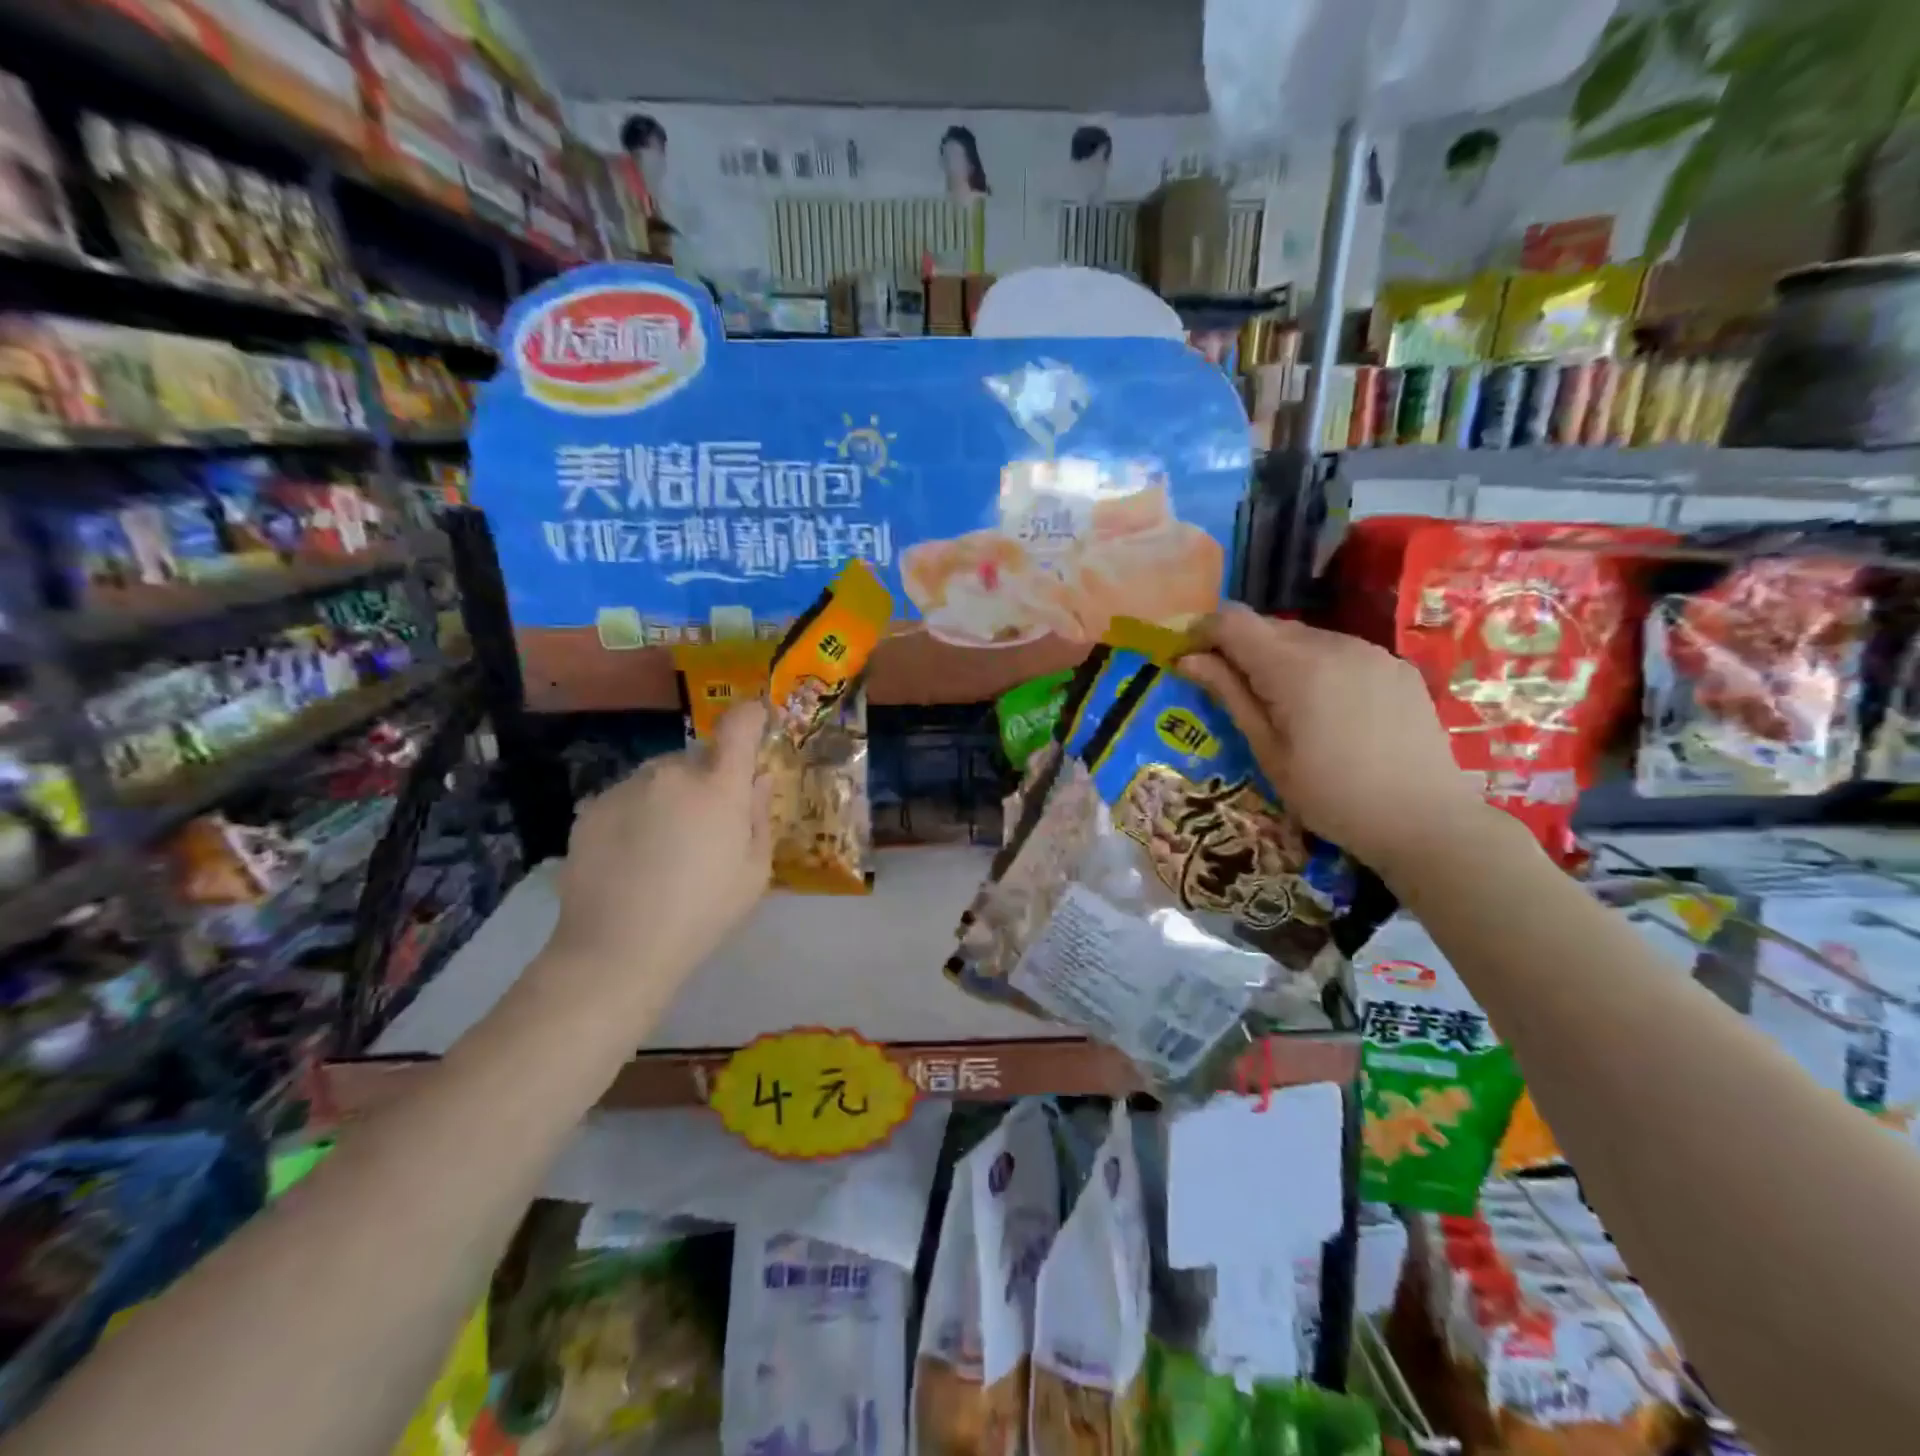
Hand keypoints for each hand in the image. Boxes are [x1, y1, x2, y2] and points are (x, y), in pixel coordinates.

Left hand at [545, 701, 771, 1009]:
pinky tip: (633, 856)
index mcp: (718, 787)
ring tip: (664, 847)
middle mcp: (670, 774)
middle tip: (708, 825)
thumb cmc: (702, 914)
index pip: (738, 726)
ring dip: (670, 796)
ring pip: (660, 777)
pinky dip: (637, 813)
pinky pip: (627, 797)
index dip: (751, 716)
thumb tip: (757, 779)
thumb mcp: (754, 872)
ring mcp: (625, 788)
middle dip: (708, 779)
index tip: (757, 719)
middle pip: (697, 758)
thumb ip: (759, 816)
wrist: (616, 951)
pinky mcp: (591, 808)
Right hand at [1176, 604, 1490, 878]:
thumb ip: (1229, 695)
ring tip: (1281, 706)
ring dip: (1279, 658)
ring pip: (1305, 637)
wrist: (1426, 821)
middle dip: (1240, 649)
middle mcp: (1334, 644)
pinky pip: (1340, 651)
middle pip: (1269, 626)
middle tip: (1231, 691)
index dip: (1203, 634)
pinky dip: (1317, 666)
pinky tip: (1325, 709)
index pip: (1233, 621)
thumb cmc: (1331, 796)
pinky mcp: (1396, 666)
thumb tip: (1188, 659)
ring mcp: (1371, 651)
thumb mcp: (1268, 752)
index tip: (1189, 662)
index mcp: (1295, 667)